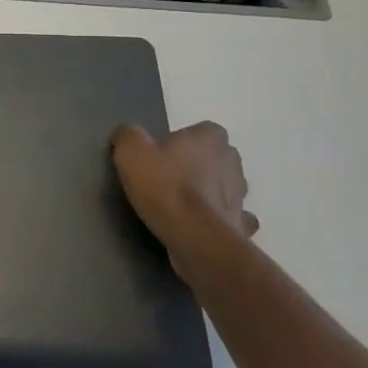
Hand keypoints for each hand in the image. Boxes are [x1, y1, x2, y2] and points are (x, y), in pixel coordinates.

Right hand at [110, 121, 259, 252]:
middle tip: (169, 178)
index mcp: (210, 138)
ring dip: (210, 191)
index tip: (162, 154)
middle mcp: (232, 161)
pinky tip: (201, 225)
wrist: (194, 236)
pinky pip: (231, 216)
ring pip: (225, 186)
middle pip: (215, 157)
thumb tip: (126, 134)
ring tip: (181, 204)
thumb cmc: (164, 186)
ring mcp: (240, 194)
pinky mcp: (241, 223)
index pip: (202, 130)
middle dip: (199, 165)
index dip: (183, 141)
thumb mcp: (131, 152)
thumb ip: (128, 135)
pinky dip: (219, 218)